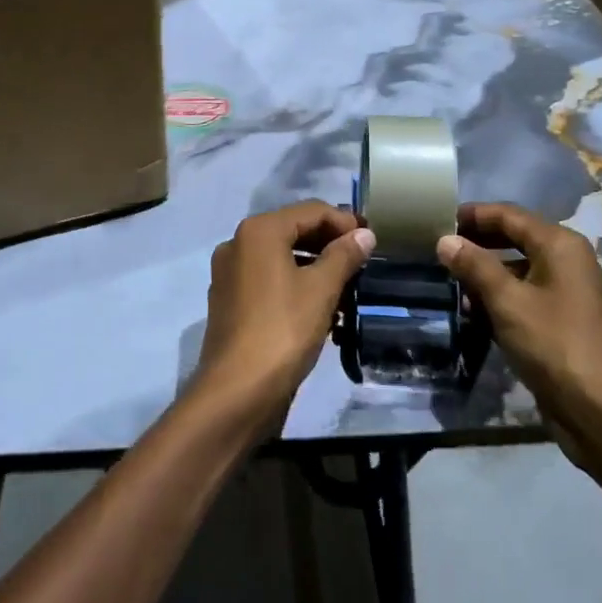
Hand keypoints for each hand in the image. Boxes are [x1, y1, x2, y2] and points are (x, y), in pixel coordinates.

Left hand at [198, 201, 375, 432]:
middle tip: (362, 263)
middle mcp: (238, 244)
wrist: (237, 391)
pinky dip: (295, 286)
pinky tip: (321, 310)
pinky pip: (269, 281)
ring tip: (347, 289)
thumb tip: (364, 234)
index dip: (344, 222)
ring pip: (282, 258)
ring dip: (315, 268)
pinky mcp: (230, 302)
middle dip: (330, 245)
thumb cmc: (283, 330)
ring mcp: (230, 274)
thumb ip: (344, 255)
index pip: (311, 211)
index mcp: (258, 231)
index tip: (372, 241)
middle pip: (293, 231)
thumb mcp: (321, 289)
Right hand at [438, 202, 601, 505]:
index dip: (472, 214)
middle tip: (437, 251)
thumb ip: (475, 266)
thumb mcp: (508, 302)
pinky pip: (524, 297)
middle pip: (513, 239)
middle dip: (476, 244)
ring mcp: (566, 293)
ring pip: (516, 270)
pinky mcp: (561, 322)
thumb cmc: (556, 345)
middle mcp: (566, 261)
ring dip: (484, 275)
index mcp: (559, 244)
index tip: (436, 220)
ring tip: (448, 284)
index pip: (508, 214)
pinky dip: (498, 300)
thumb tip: (445, 240)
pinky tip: (472, 314)